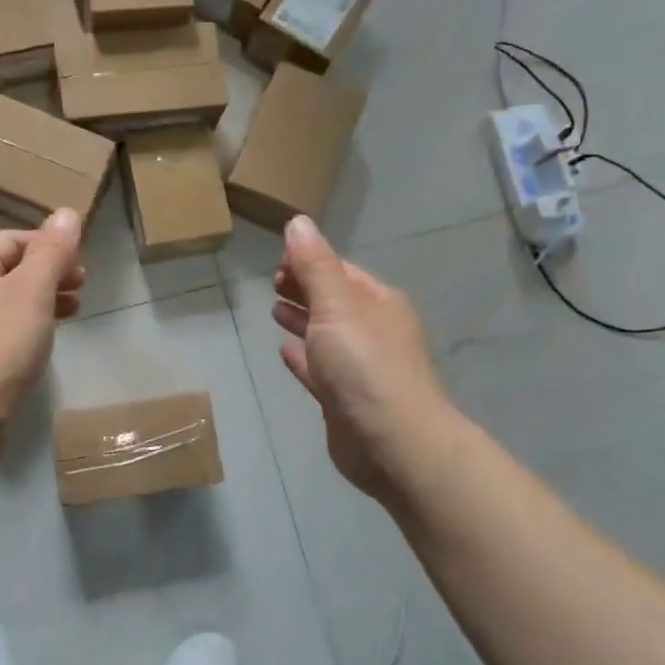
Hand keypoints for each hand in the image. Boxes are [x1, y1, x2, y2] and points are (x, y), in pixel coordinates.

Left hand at [0, 209, 85, 440]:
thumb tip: (66, 211)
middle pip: (11, 268)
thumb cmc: (0, 343)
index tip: (78, 259)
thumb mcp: (33, 290)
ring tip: (76, 309)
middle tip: (82, 283)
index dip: (47, 243)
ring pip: (11, 299)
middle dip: (49, 271)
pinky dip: (32, 324)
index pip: (12, 239)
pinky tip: (49, 337)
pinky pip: (7, 327)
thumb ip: (52, 251)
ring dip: (45, 297)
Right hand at [272, 215, 455, 502]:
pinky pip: (318, 370)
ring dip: (301, 319)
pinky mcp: (343, 399)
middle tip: (272, 282)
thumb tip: (298, 222)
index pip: (340, 270)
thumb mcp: (336, 305)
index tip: (276, 260)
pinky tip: (283, 351)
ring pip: (325, 335)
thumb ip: (314, 265)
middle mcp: (371, 331)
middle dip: (305, 288)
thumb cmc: (364, 364)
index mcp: (377, 302)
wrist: (392, 442)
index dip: (309, 260)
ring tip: (273, 309)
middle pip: (333, 300)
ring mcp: (359, 367)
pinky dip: (301, 358)